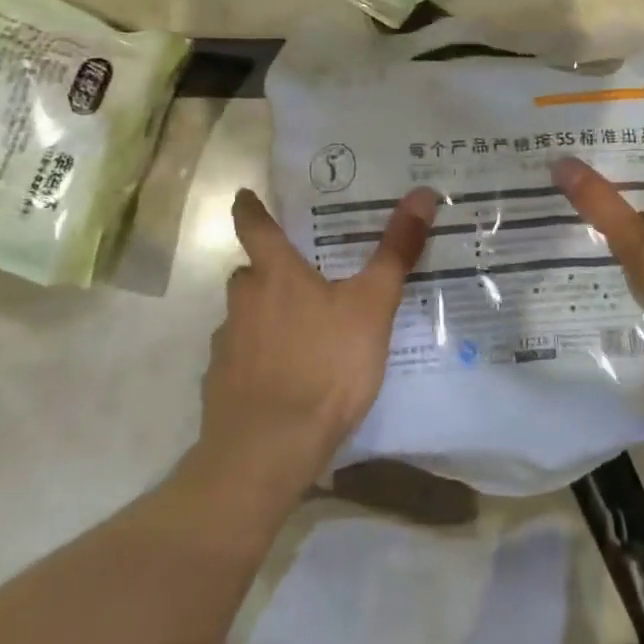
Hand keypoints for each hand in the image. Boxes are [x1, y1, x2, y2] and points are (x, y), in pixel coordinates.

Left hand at [200, 185, 440, 502]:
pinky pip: (242, 358)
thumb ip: (395, 252)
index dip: (249, 208)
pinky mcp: (221, 385)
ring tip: (303, 333)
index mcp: (276, 275)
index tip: (244, 195)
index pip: (254, 226)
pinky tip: (285, 378)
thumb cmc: (324, 365)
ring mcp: (228, 345)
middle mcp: (244, 301)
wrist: (268, 449)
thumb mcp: (372, 306)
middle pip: (250, 273)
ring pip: (246, 317)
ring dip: (266, 316)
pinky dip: (260, 358)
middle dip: (271, 271)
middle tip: (303, 274)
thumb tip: (422, 194)